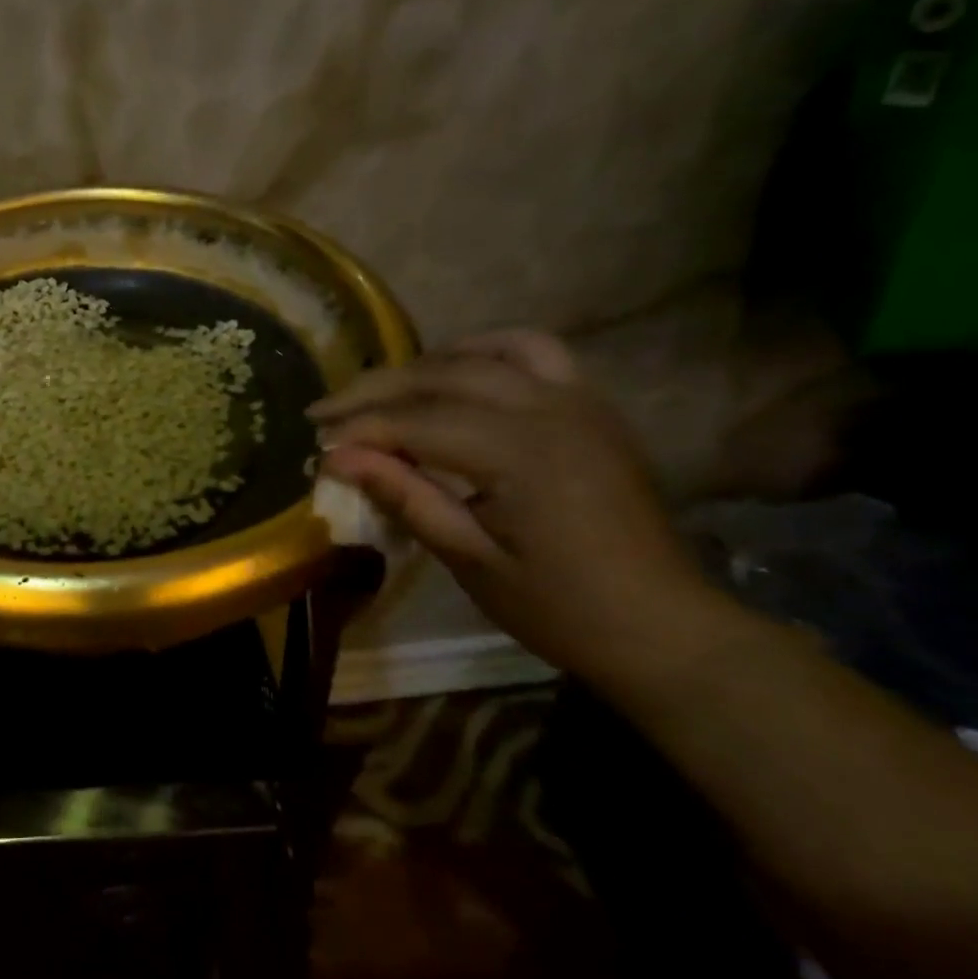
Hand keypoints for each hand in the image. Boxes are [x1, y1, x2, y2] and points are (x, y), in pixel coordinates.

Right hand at [311, 331, 719, 680]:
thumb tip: (337, 459)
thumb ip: (405, 498)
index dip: (361, 430)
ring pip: (487, 352)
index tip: (317, 445)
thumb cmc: (559, 607)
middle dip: (376, 390)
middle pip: (444, 375)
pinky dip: (484, 353)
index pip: (418, 423)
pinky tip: (456, 373)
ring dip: (426, 364)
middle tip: (324, 411)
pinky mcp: (591, 407)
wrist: (661, 626)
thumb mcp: (470, 561)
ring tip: (383, 391)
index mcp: (523, 454)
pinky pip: (535, 353)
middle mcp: (551, 410)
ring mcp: (578, 401)